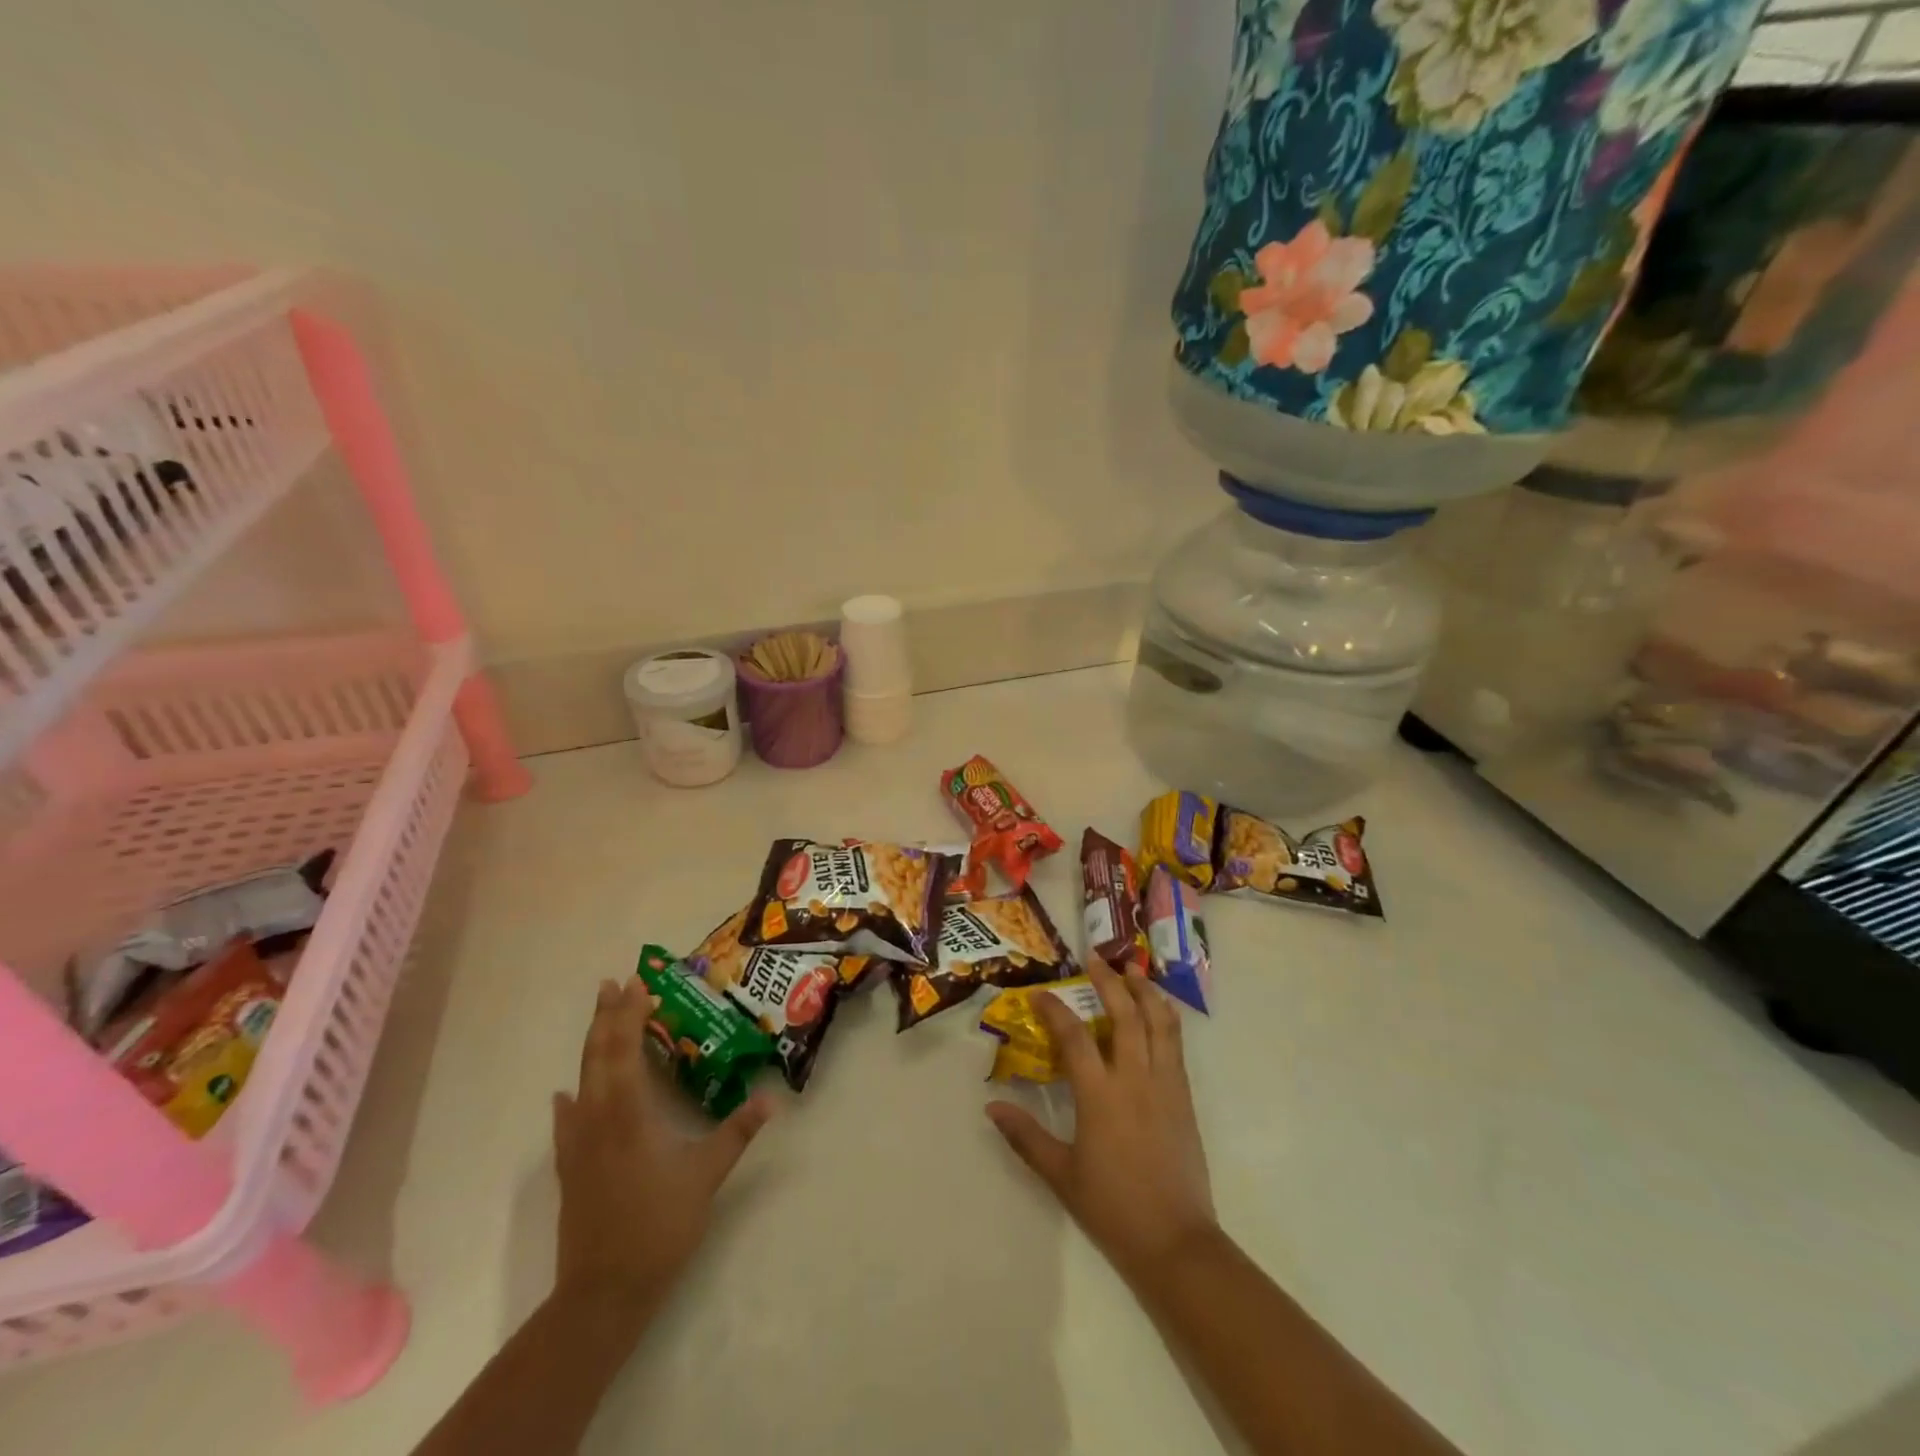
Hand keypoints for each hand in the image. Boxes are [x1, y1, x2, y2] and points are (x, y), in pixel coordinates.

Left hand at [552, 979, 774, 1317]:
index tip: (638, 983)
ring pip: (581, 1080)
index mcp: (628, 1111)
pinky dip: (570, 1098)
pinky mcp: (571, 1168)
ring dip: (590, 1046)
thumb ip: (737, 1132)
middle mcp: (597, 1117)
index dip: (629, 1013)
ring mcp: (578, 1143)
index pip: (625, 1048)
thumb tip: (769, 1098)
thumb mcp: (707, 1175)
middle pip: (597, 1055)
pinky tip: (566, 1094)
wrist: (604, 1291)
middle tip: (612, 985)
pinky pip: (567, 1119)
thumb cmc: (659, 1224)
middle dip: (605, 1018)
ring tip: (598, 1020)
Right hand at [985, 959, 1217, 1283]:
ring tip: (1132, 970)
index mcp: (1100, 1096)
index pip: (1074, 1036)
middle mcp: (1135, 1079)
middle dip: (1109, 980)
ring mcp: (1165, 1084)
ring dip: (1145, 990)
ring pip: (1159, 1022)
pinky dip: (1165, 1017)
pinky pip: (1175, 1044)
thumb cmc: (1112, 1207)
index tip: (1040, 993)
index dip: (1055, 1010)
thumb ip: (1025, 1137)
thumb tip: (991, 1108)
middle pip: (1125, 1014)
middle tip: (1095, 958)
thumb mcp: (1061, 1174)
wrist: (1176, 1241)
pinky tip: (1158, 1010)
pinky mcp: (1184, 1096)